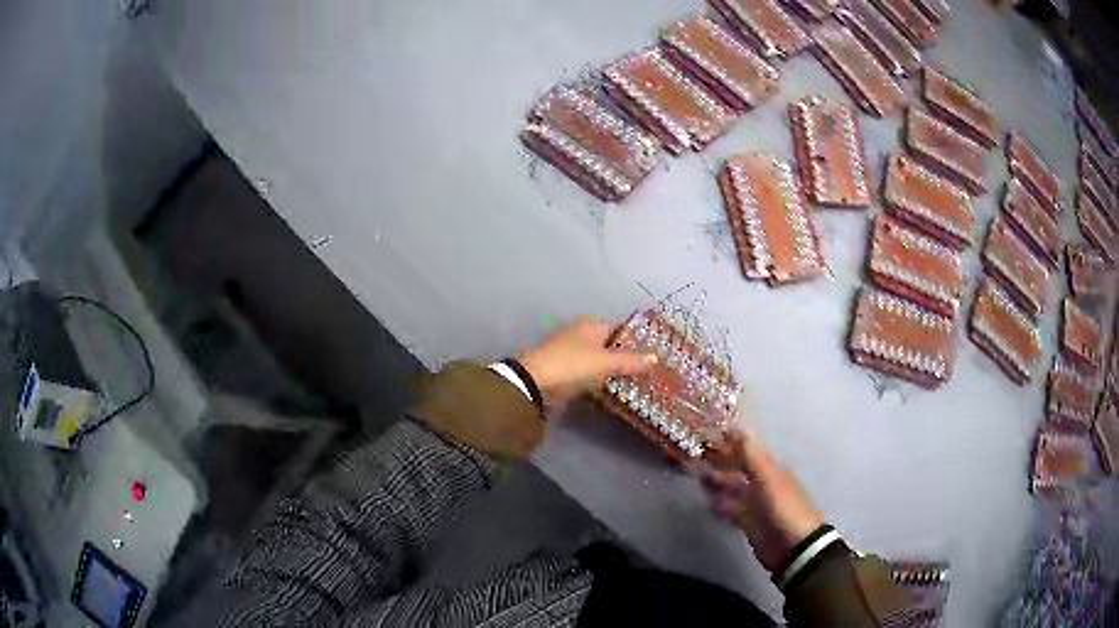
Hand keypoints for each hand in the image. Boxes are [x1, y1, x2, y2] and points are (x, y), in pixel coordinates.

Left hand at [518, 318, 657, 404]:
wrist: (535, 381)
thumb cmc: (573, 365)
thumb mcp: (606, 363)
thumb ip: (631, 361)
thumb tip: (656, 357)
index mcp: (591, 325)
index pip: (620, 329)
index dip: (634, 341)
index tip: (650, 355)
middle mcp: (580, 333)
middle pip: (608, 344)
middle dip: (623, 357)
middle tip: (644, 372)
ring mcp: (569, 351)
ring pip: (596, 359)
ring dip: (609, 369)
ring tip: (631, 383)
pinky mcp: (562, 368)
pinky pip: (586, 372)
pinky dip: (596, 378)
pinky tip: (607, 389)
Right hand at [696, 431, 823, 573]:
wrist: (793, 546)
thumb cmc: (784, 508)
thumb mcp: (769, 480)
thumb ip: (752, 458)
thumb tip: (738, 428)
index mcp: (771, 469)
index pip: (748, 450)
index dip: (730, 442)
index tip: (708, 431)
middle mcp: (762, 483)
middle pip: (738, 469)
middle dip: (719, 462)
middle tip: (693, 454)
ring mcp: (755, 504)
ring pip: (732, 488)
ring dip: (716, 482)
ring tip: (694, 475)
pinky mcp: (748, 522)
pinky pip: (730, 509)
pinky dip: (719, 504)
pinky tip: (705, 500)